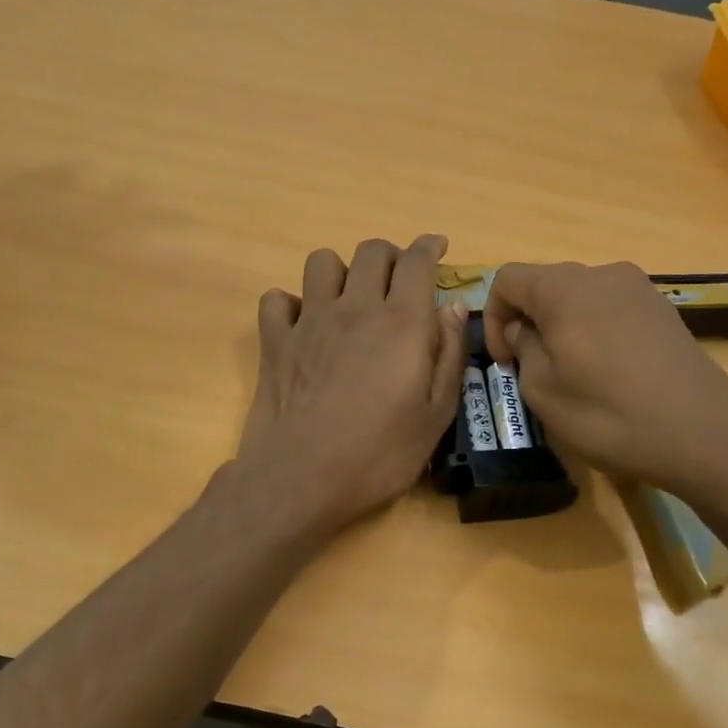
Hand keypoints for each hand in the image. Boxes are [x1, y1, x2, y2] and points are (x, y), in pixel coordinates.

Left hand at [238, 235, 467, 532]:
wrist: (302, 479)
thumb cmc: (380, 454)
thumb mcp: (436, 415)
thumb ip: (449, 355)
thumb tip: (453, 307)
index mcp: (401, 322)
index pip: (416, 261)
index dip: (429, 247)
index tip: (438, 247)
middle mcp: (354, 309)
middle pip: (371, 251)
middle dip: (391, 256)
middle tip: (399, 282)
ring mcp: (309, 322)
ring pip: (321, 262)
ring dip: (341, 271)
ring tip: (350, 300)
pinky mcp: (275, 342)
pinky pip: (277, 300)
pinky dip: (290, 304)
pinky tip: (303, 326)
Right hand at [482, 261, 727, 493]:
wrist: (703, 433)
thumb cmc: (608, 414)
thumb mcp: (543, 391)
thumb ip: (523, 349)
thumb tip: (524, 330)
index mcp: (563, 288)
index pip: (507, 279)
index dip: (494, 318)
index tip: (504, 361)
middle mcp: (601, 274)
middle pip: (545, 284)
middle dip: (529, 322)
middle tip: (532, 370)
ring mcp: (638, 289)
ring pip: (580, 297)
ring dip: (562, 327)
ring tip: (572, 373)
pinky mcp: (662, 309)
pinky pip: (611, 309)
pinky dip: (595, 331)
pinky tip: (609, 372)